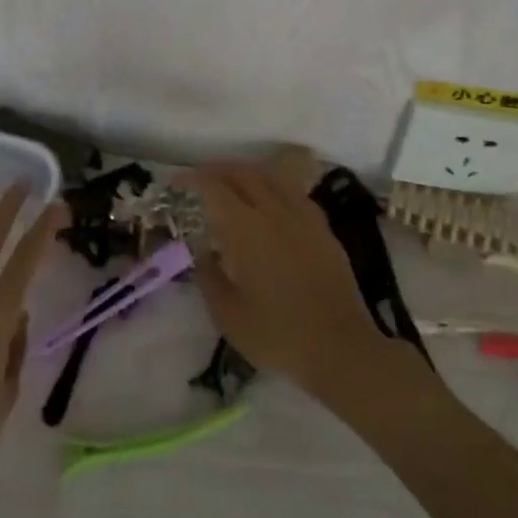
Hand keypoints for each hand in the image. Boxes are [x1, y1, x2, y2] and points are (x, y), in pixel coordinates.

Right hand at [185, 152, 404, 403]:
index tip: (177, 182)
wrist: (341, 348)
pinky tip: (270, 200)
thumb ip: (209, 277)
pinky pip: (293, 191)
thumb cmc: (278, 335)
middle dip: (218, 169)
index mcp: (247, 229)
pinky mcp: (323, 227)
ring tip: (231, 182)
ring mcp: (303, 216)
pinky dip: (273, 184)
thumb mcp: (229, 316)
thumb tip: (203, 250)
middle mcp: (275, 211)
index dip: (194, 178)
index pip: (215, 188)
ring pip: (271, 176)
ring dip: (247, 172)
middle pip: (244, 173)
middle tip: (200, 177)